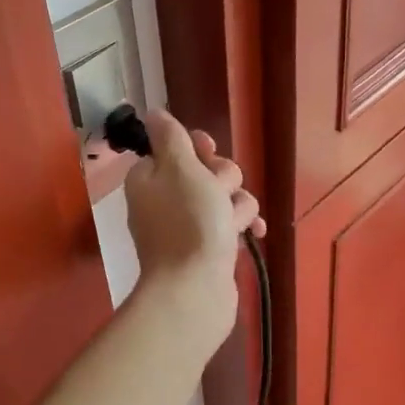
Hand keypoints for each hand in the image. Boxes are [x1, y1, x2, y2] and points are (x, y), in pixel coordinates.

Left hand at [123, 110, 263, 352]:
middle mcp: (165, 200)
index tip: (206, 154)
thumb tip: (154, 114)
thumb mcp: (180, 168)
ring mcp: (187, 227)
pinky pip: (231, 225)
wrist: (195, 291)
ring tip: (232, 225)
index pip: (176, 148)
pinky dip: (242, 226)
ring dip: (236, 205)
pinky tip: (254, 233)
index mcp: (150, 178)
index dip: (197, 148)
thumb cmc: (189, 223)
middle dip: (223, 179)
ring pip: (225, 197)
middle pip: (206, 171)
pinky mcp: (207, 249)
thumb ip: (170, 137)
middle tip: (218, 196)